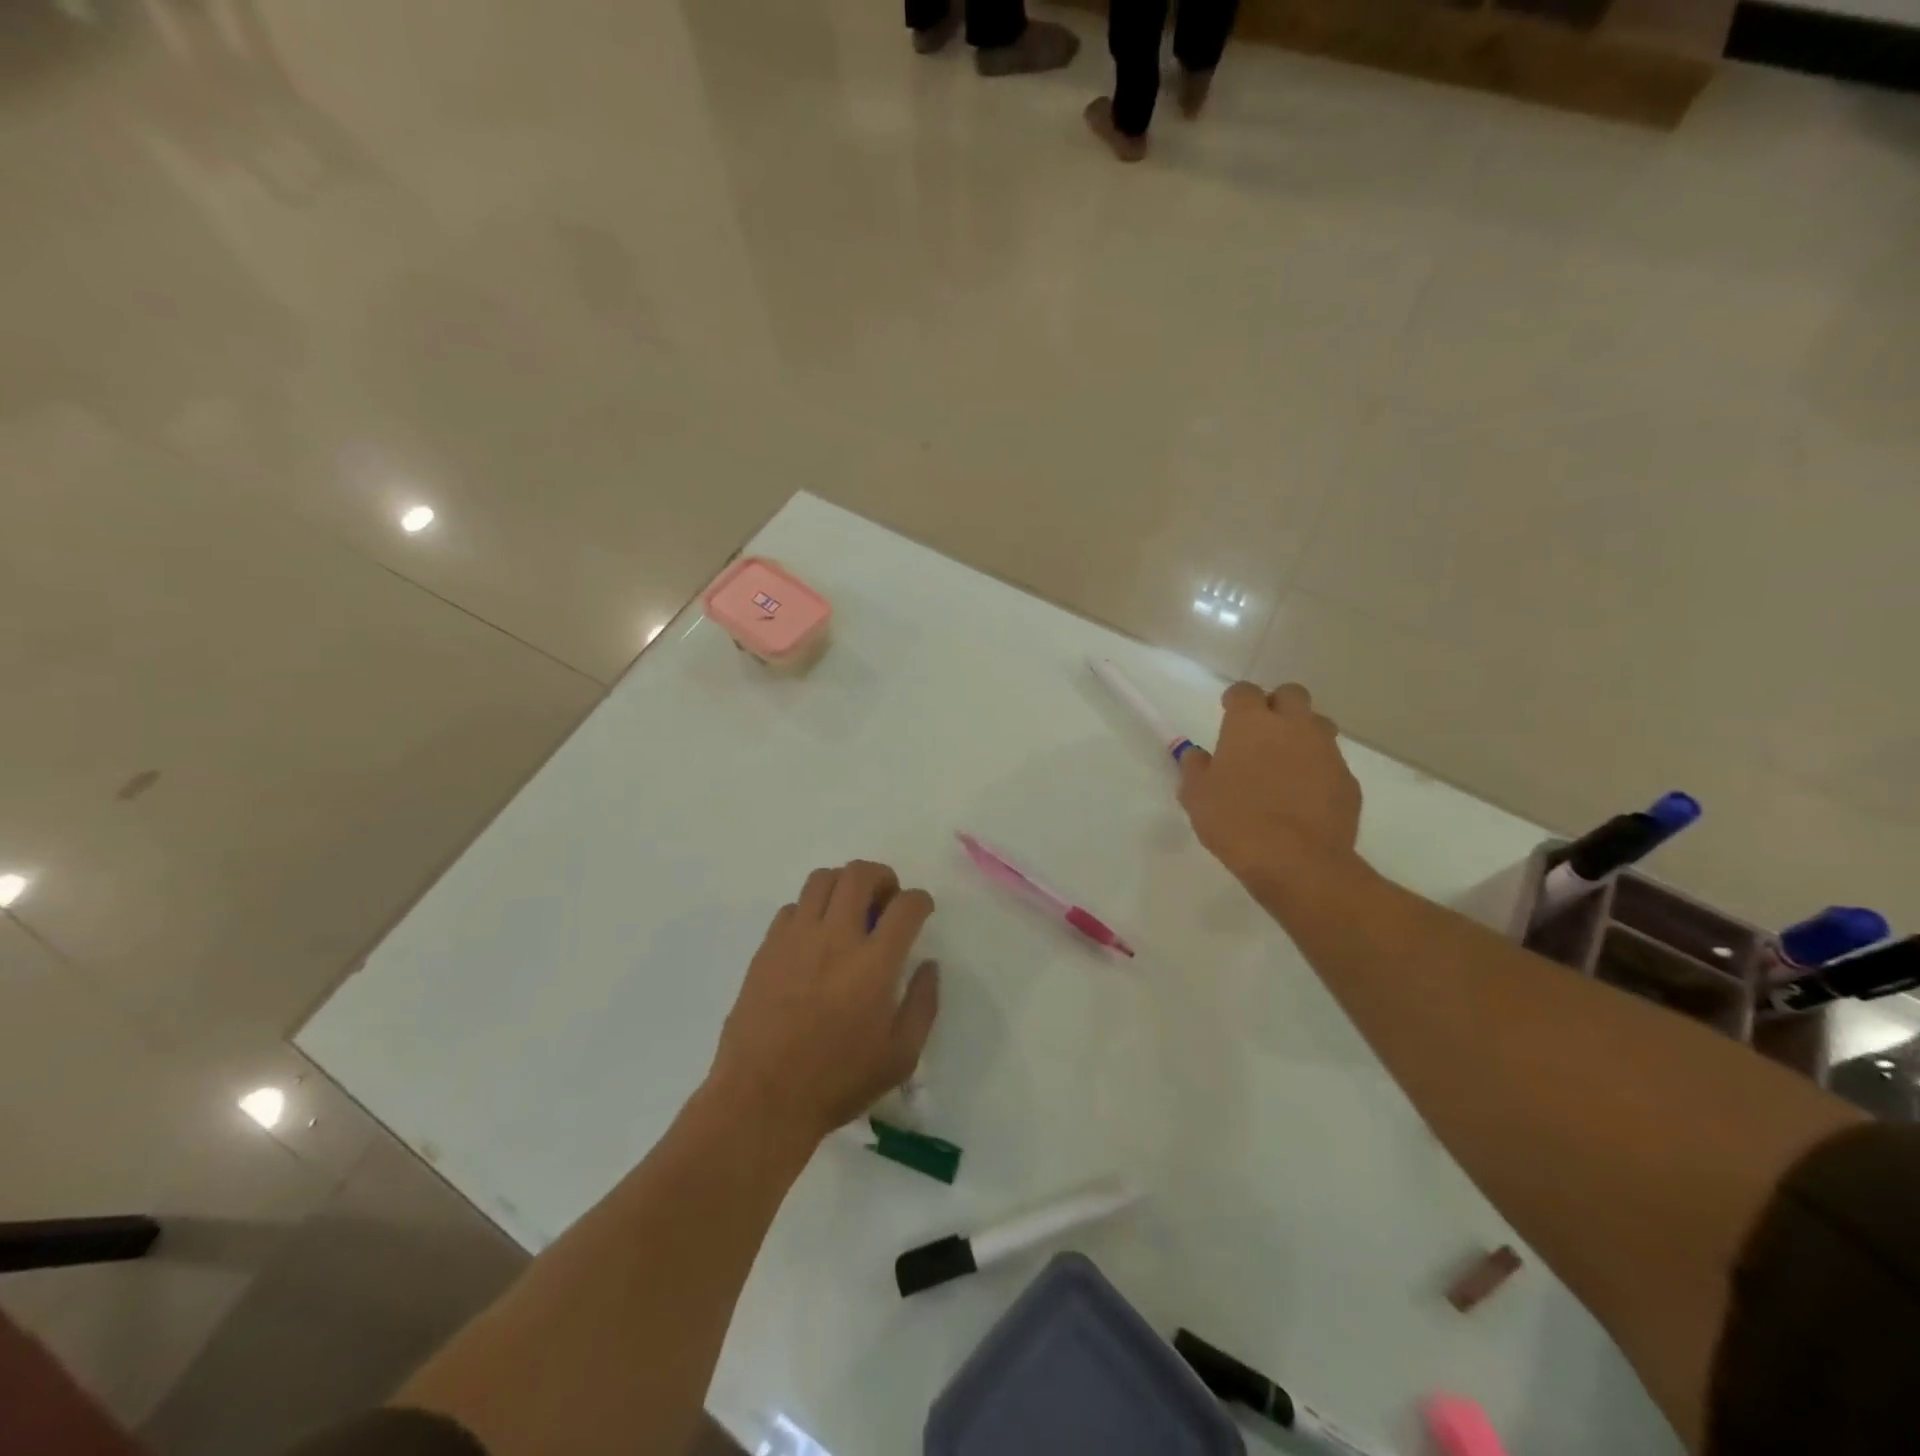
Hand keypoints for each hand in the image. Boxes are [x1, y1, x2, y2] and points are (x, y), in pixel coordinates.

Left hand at [708, 860, 939, 1145]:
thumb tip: (928, 965)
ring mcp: (796, 938)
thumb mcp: (900, 1056)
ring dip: (844, 884)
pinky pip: (793, 906)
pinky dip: (811, 910)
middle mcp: (835, 937)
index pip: (906, 905)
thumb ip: (922, 1004)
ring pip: (822, 878)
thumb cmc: (838, 1082)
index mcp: (874, 963)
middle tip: (886, 901)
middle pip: (860, 874)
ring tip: (850, 910)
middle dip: (883, 877)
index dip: (920, 900)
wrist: (762, 1099)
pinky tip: (815, 938)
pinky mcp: (767, 948)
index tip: (921, 910)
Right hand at [1178, 682, 1361, 888]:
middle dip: (1277, 706)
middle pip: (1291, 695)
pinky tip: (1304, 796)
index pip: (1245, 691)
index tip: (1228, 713)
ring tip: (1285, 763)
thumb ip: (1194, 768)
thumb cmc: (1235, 821)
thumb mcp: (1196, 796)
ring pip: (1317, 725)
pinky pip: (1331, 763)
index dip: (1236, 700)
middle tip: (1261, 732)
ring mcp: (1326, 751)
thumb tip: (1195, 754)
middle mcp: (1292, 726)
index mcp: (1251, 723)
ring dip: (1302, 734)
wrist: (1296, 861)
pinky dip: (1317, 770)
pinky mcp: (1348, 780)